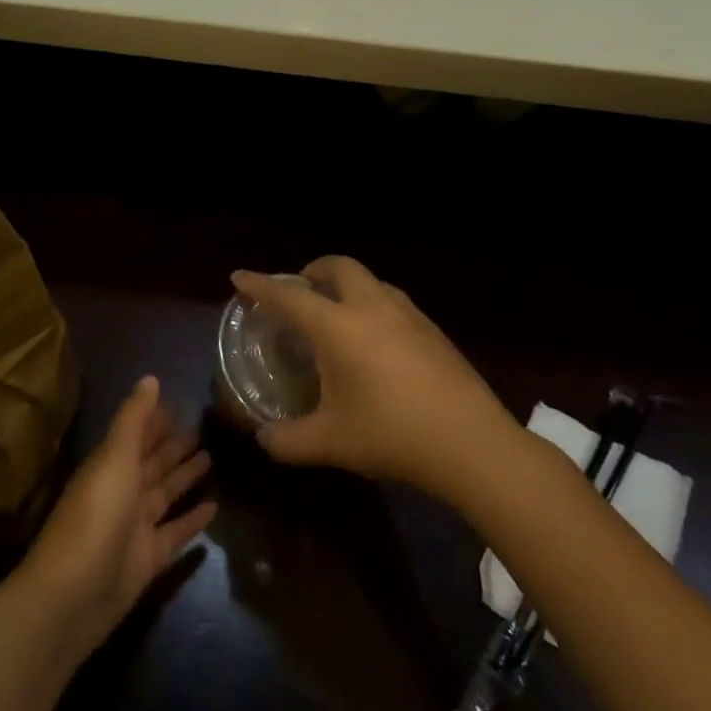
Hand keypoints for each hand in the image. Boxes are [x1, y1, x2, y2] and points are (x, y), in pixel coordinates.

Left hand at [20, 376, 215, 642]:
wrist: (72, 595)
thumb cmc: (95, 515)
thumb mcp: (115, 457)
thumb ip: (134, 418)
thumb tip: (151, 378)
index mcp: (111, 464)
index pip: (138, 434)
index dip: (156, 419)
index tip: (181, 403)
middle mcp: (123, 490)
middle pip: (154, 462)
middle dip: (175, 445)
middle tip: (204, 428)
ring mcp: (136, 526)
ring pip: (166, 493)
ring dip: (186, 476)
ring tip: (212, 458)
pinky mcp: (149, 558)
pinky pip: (176, 532)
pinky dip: (193, 520)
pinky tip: (215, 508)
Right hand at [230, 258, 513, 499]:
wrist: (471, 443)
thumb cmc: (391, 435)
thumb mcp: (329, 443)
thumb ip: (287, 441)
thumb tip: (263, 439)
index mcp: (337, 326)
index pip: (288, 296)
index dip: (260, 285)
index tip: (239, 277)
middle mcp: (371, 307)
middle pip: (338, 266)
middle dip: (312, 270)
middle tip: (300, 290)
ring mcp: (408, 315)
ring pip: (371, 280)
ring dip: (347, 284)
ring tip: (338, 312)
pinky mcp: (434, 330)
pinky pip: (393, 301)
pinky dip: (373, 304)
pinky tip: (378, 340)